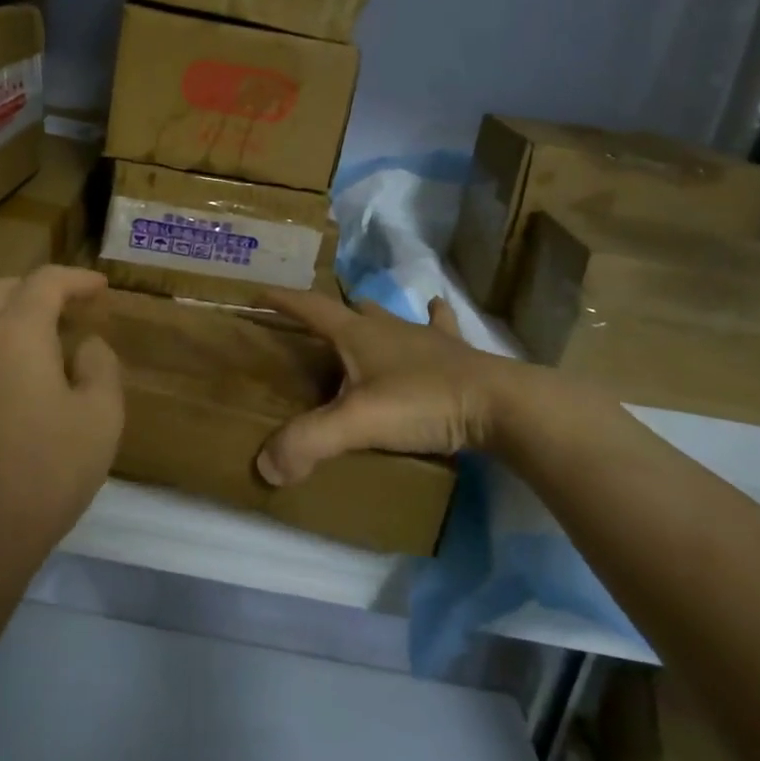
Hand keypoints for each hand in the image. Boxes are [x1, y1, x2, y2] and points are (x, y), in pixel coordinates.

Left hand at [0, 266, 124, 562]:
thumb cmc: (48, 469)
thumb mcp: (101, 415)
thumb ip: (100, 365)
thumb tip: (84, 346)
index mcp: (16, 331)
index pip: (45, 281)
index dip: (77, 279)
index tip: (102, 289)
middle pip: (5, 289)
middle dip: (41, 289)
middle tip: (74, 308)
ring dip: (13, 311)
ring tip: (47, 335)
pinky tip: (18, 369)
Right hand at [257, 290, 553, 486]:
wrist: (501, 405)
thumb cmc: (423, 402)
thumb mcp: (358, 423)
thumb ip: (309, 442)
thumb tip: (266, 466)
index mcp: (358, 333)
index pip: (309, 307)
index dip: (282, 300)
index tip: (258, 294)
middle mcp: (387, 326)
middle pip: (349, 309)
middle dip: (326, 312)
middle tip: (310, 326)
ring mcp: (424, 337)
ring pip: (390, 316)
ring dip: (372, 315)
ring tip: (361, 318)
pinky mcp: (455, 352)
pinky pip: (439, 326)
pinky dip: (433, 317)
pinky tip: (435, 307)